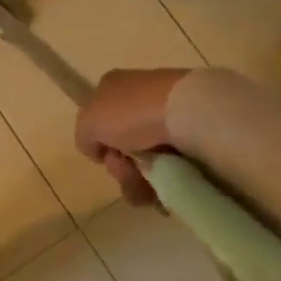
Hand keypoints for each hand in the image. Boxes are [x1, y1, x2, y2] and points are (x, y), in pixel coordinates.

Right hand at [74, 68, 191, 207]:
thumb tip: (98, 151)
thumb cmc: (131, 113)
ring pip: (149, 158)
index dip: (101, 145)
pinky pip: (175, 162)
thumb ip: (84, 137)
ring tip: (153, 193)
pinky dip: (171, 178)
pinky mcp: (195, 131)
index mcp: (112, 87)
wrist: (189, 112)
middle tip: (131, 175)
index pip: (99, 122)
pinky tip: (172, 186)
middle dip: (124, 168)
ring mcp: (169, 114)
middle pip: (124, 144)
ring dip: (145, 181)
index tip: (109, 158)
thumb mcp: (89, 123)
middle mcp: (139, 97)